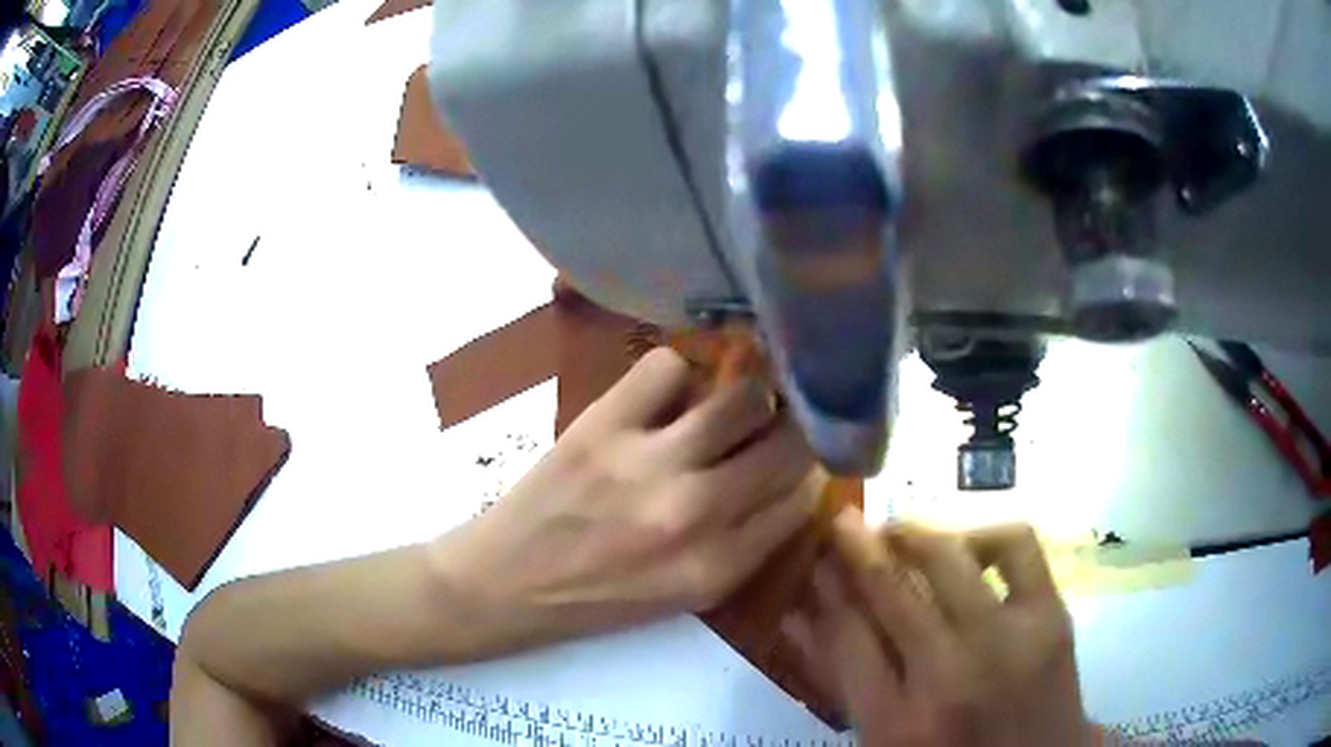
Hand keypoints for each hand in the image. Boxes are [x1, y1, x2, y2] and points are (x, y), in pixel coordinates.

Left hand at [431, 347, 821, 654]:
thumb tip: (795, 479)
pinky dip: (677, 376)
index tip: (805, 459)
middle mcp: (694, 513)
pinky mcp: (602, 424)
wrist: (507, 583)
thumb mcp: (688, 595)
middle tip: (777, 427)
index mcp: (718, 567)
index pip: (804, 496)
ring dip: (748, 397)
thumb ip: (748, 543)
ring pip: (743, 396)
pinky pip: (668, 366)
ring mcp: (646, 462)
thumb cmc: (600, 598)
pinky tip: (666, 399)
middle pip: (788, 444)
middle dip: (796, 430)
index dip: (812, 470)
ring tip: (727, 408)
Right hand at [787, 511, 1095, 745]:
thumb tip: (800, 615)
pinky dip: (984, 534)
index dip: (823, 584)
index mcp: (893, 723)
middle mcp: (946, 677)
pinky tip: (967, 548)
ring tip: (899, 534)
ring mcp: (1005, 641)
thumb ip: (843, 681)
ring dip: (912, 535)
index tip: (814, 556)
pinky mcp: (1050, 616)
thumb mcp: (881, 741)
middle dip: (853, 545)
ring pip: (946, 557)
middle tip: (842, 523)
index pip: (843, 633)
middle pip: (887, 588)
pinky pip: (1015, 545)